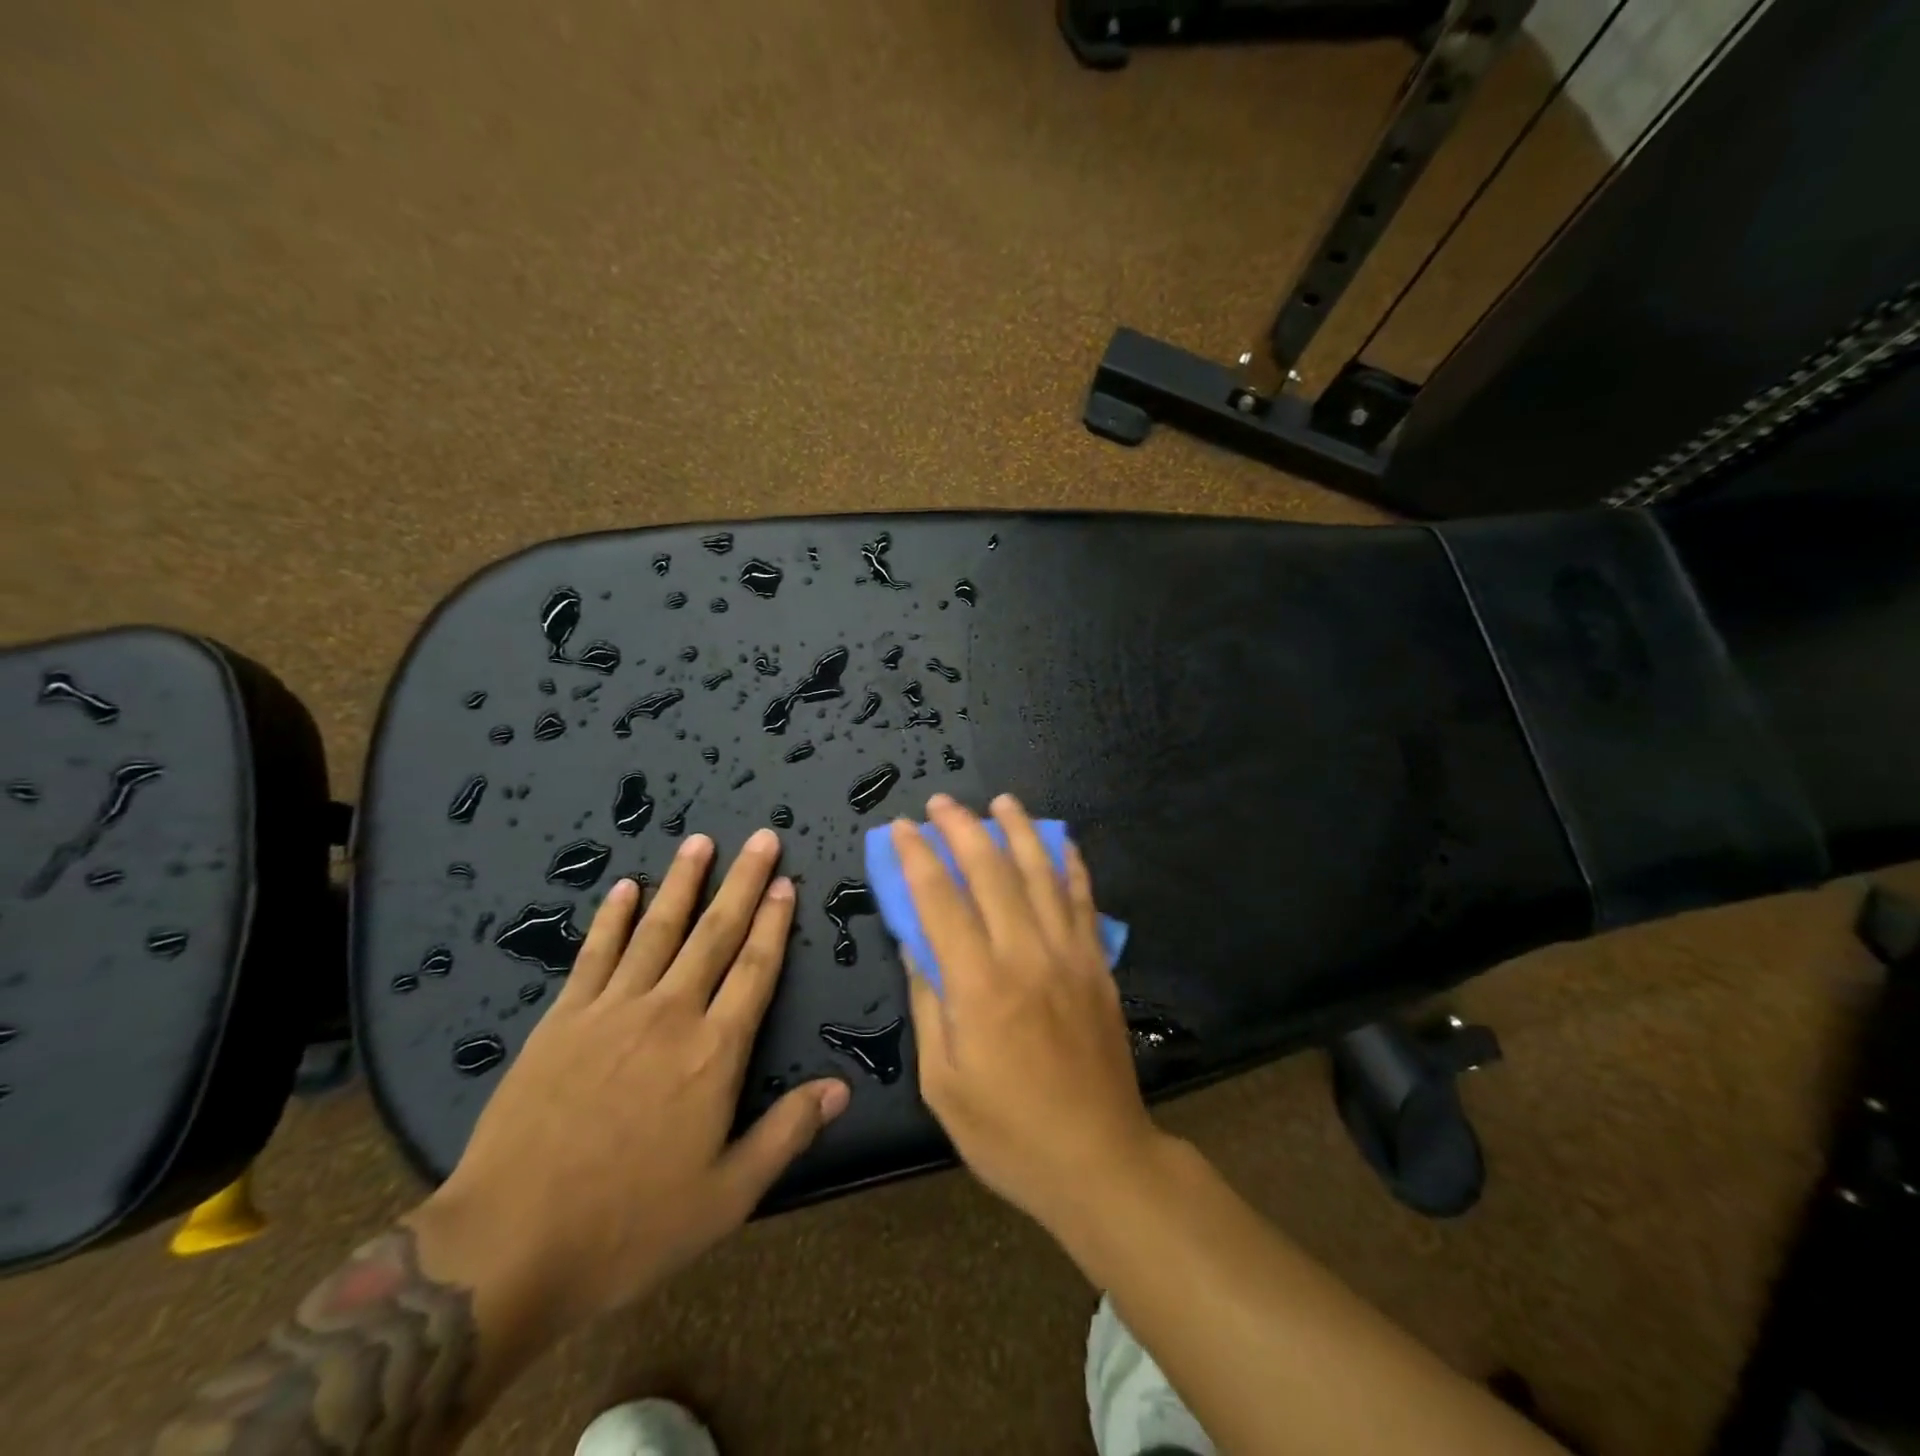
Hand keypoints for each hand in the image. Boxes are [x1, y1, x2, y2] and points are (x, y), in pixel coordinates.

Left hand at [408, 829, 848, 1341]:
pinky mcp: (563, 1020)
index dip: (774, 922)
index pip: (756, 969)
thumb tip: (841, 1088)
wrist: (507, 1247)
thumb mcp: (727, 1196)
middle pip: (715, 933)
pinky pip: (595, 955)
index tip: (786, 882)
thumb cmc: (629, 1226)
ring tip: (700, 841)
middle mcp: (670, 1014)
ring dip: (682, 883)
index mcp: (715, 1053)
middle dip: (742, 882)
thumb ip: (786, 1133)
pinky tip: (624, 888)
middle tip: (760, 838)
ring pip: (657, 930)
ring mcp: (612, 1010)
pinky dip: (612, 918)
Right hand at [895, 794, 1162, 1234]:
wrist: (1098, 1160)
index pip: (939, 901)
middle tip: (941, 802)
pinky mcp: (1097, 965)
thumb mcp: (943, 1081)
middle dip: (962, 828)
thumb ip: (928, 1002)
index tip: (900, 829)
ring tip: (1002, 800)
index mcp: (979, 986)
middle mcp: (1025, 955)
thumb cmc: (1007, 1132)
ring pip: (1041, 874)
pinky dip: (1071, 865)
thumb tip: (913, 943)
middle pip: (990, 872)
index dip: (917, 859)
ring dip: (1019, 830)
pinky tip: (1062, 842)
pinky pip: (1084, 901)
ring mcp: (1068, 955)